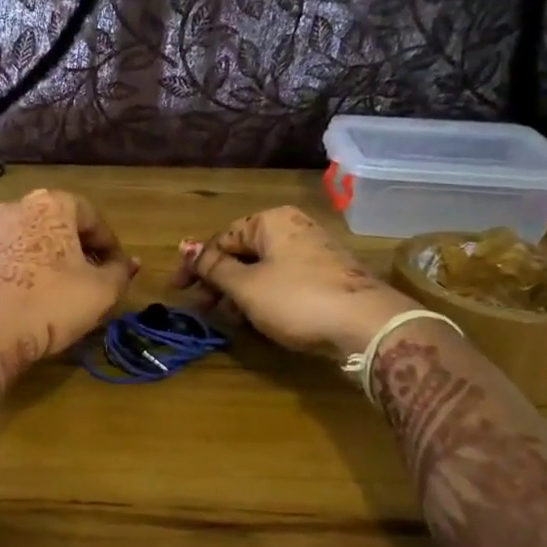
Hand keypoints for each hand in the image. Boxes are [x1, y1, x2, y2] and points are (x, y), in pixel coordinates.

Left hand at [0, 190, 136, 410]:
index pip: (91, 216)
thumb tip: (130, 263)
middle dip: (76, 248)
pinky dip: (20, 269)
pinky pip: (4, 257)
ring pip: (28, 239)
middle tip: (90, 278)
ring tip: (58, 289)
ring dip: (46, 258)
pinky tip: (26, 296)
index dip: (109, 243)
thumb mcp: (101, 291)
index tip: (117, 268)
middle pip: (57, 224)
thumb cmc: (50, 303)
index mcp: (51, 204)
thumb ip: (120, 272)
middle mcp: (15, 206)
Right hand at [174, 206, 417, 357]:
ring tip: (229, 319)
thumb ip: (213, 267)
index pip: (221, 238)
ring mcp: (313, 251)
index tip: (178, 291)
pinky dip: (263, 296)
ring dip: (239, 292)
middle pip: (242, 252)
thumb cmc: (297, 299)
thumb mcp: (246, 286)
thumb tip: (184, 246)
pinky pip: (283, 280)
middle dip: (218, 281)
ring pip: (262, 268)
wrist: (368, 325)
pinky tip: (257, 318)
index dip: (195, 265)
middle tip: (203, 309)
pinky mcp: (326, 275)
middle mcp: (292, 228)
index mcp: (270, 221)